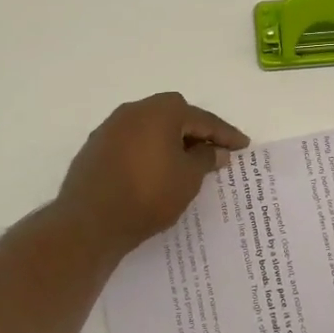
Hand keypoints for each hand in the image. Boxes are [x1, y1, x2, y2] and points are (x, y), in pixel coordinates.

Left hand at [56, 92, 249, 255]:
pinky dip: (148, 151)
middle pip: (174, 115)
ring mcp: (110, 128)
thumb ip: (205, 159)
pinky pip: (132, 142)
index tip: (243, 145)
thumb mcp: (188, 179)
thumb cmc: (148, 195)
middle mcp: (134, 111)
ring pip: (150, 128)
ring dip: (170, 141)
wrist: (90, 221)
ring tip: (186, 162)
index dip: (225, 134)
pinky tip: (155, 171)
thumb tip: (215, 150)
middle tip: (213, 151)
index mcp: (161, 111)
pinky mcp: (95, 147)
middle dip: (196, 131)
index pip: (202, 119)